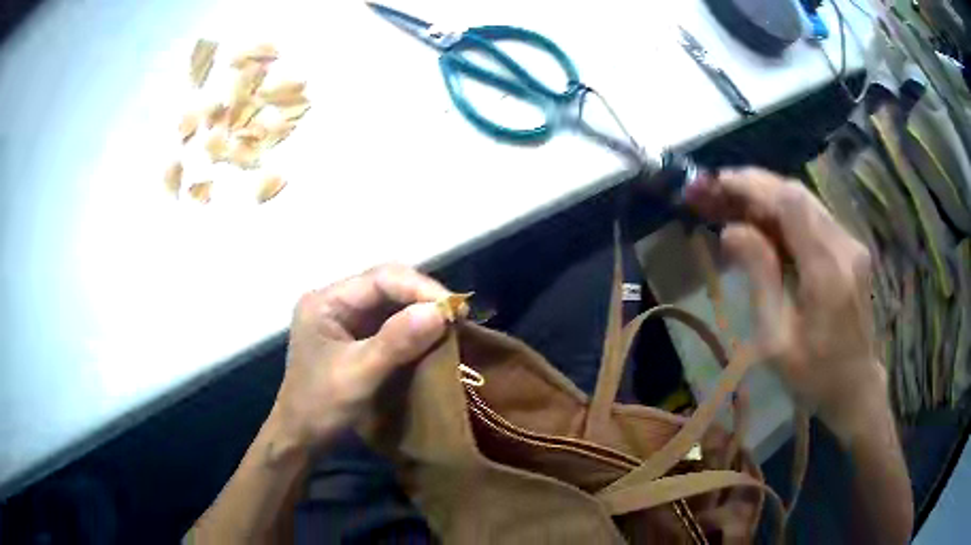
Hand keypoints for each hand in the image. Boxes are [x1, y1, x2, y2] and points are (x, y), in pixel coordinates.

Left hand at [268, 264, 450, 454]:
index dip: (419, 288)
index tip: (454, 307)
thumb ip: (395, 342)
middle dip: (423, 297)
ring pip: (391, 302)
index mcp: (326, 301)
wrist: (301, 438)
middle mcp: (336, 302)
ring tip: (452, 322)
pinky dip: (414, 327)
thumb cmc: (320, 406)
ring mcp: (345, 319)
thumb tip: (440, 312)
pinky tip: (433, 334)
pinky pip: (390, 322)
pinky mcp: (356, 337)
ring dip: (422, 310)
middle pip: (387, 285)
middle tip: (458, 314)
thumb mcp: (358, 374)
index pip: (380, 279)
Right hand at [686, 168, 887, 440]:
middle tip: (719, 192)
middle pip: (798, 194)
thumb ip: (760, 278)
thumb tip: (731, 230)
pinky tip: (766, 224)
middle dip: (755, 186)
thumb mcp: (777, 340)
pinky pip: (815, 218)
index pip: (790, 203)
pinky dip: (786, 213)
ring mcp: (851, 245)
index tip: (717, 184)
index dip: (752, 186)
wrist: (856, 388)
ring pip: (806, 202)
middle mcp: (845, 246)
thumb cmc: (814, 376)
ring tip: (735, 205)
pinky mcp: (851, 249)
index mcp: (827, 271)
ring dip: (769, 197)